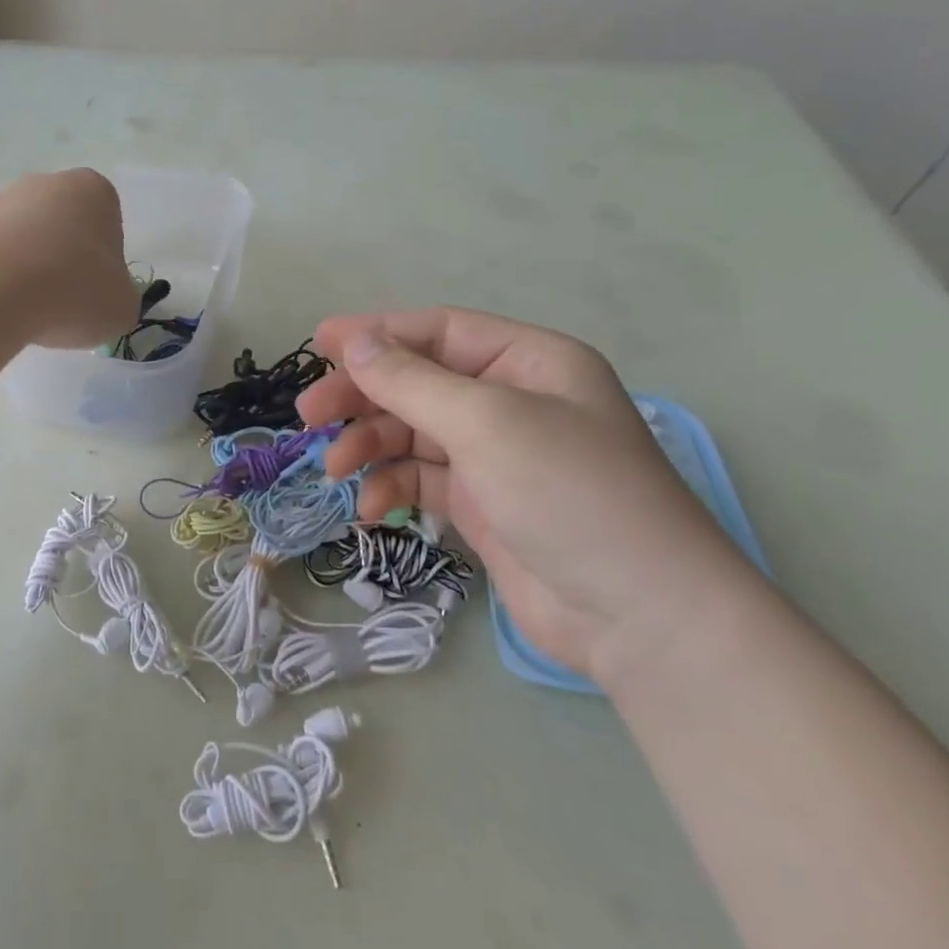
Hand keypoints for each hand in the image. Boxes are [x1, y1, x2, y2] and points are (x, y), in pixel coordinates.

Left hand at [0, 169, 139, 348]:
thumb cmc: (76, 289)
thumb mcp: (123, 306)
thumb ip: (120, 297)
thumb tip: (103, 300)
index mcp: (95, 190)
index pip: (109, 226)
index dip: (104, 265)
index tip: (95, 293)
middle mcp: (47, 183)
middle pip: (64, 229)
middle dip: (64, 263)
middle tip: (64, 305)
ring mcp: (1, 200)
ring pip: (25, 242)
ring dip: (29, 271)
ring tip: (29, 311)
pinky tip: (1, 306)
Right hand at [296, 308, 765, 683]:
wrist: (639, 617)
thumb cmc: (569, 494)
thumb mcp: (486, 423)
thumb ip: (410, 380)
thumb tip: (352, 340)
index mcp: (527, 362)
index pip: (438, 331)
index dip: (375, 333)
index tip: (317, 343)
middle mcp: (511, 401)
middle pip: (417, 383)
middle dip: (362, 397)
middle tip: (309, 416)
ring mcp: (495, 456)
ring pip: (411, 433)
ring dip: (369, 447)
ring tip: (334, 470)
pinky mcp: (481, 504)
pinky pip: (420, 480)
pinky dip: (390, 488)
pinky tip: (369, 510)